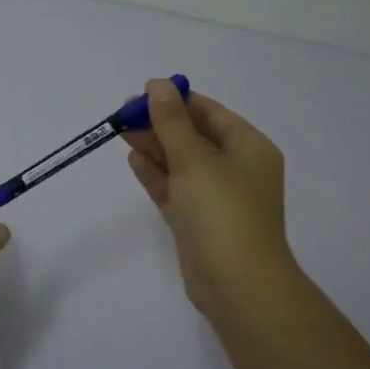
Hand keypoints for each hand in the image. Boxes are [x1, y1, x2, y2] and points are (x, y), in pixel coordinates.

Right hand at [122, 79, 299, 320]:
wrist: (237, 284)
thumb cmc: (222, 213)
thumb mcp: (195, 159)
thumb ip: (171, 122)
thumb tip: (158, 84)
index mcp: (249, 147)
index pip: (209, 113)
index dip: (176, 100)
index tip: (141, 93)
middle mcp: (236, 168)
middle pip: (193, 136)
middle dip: (160, 123)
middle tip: (122, 114)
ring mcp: (216, 197)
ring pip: (181, 163)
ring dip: (154, 146)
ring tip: (120, 131)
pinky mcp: (197, 221)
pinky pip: (175, 188)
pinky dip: (156, 174)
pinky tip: (134, 159)